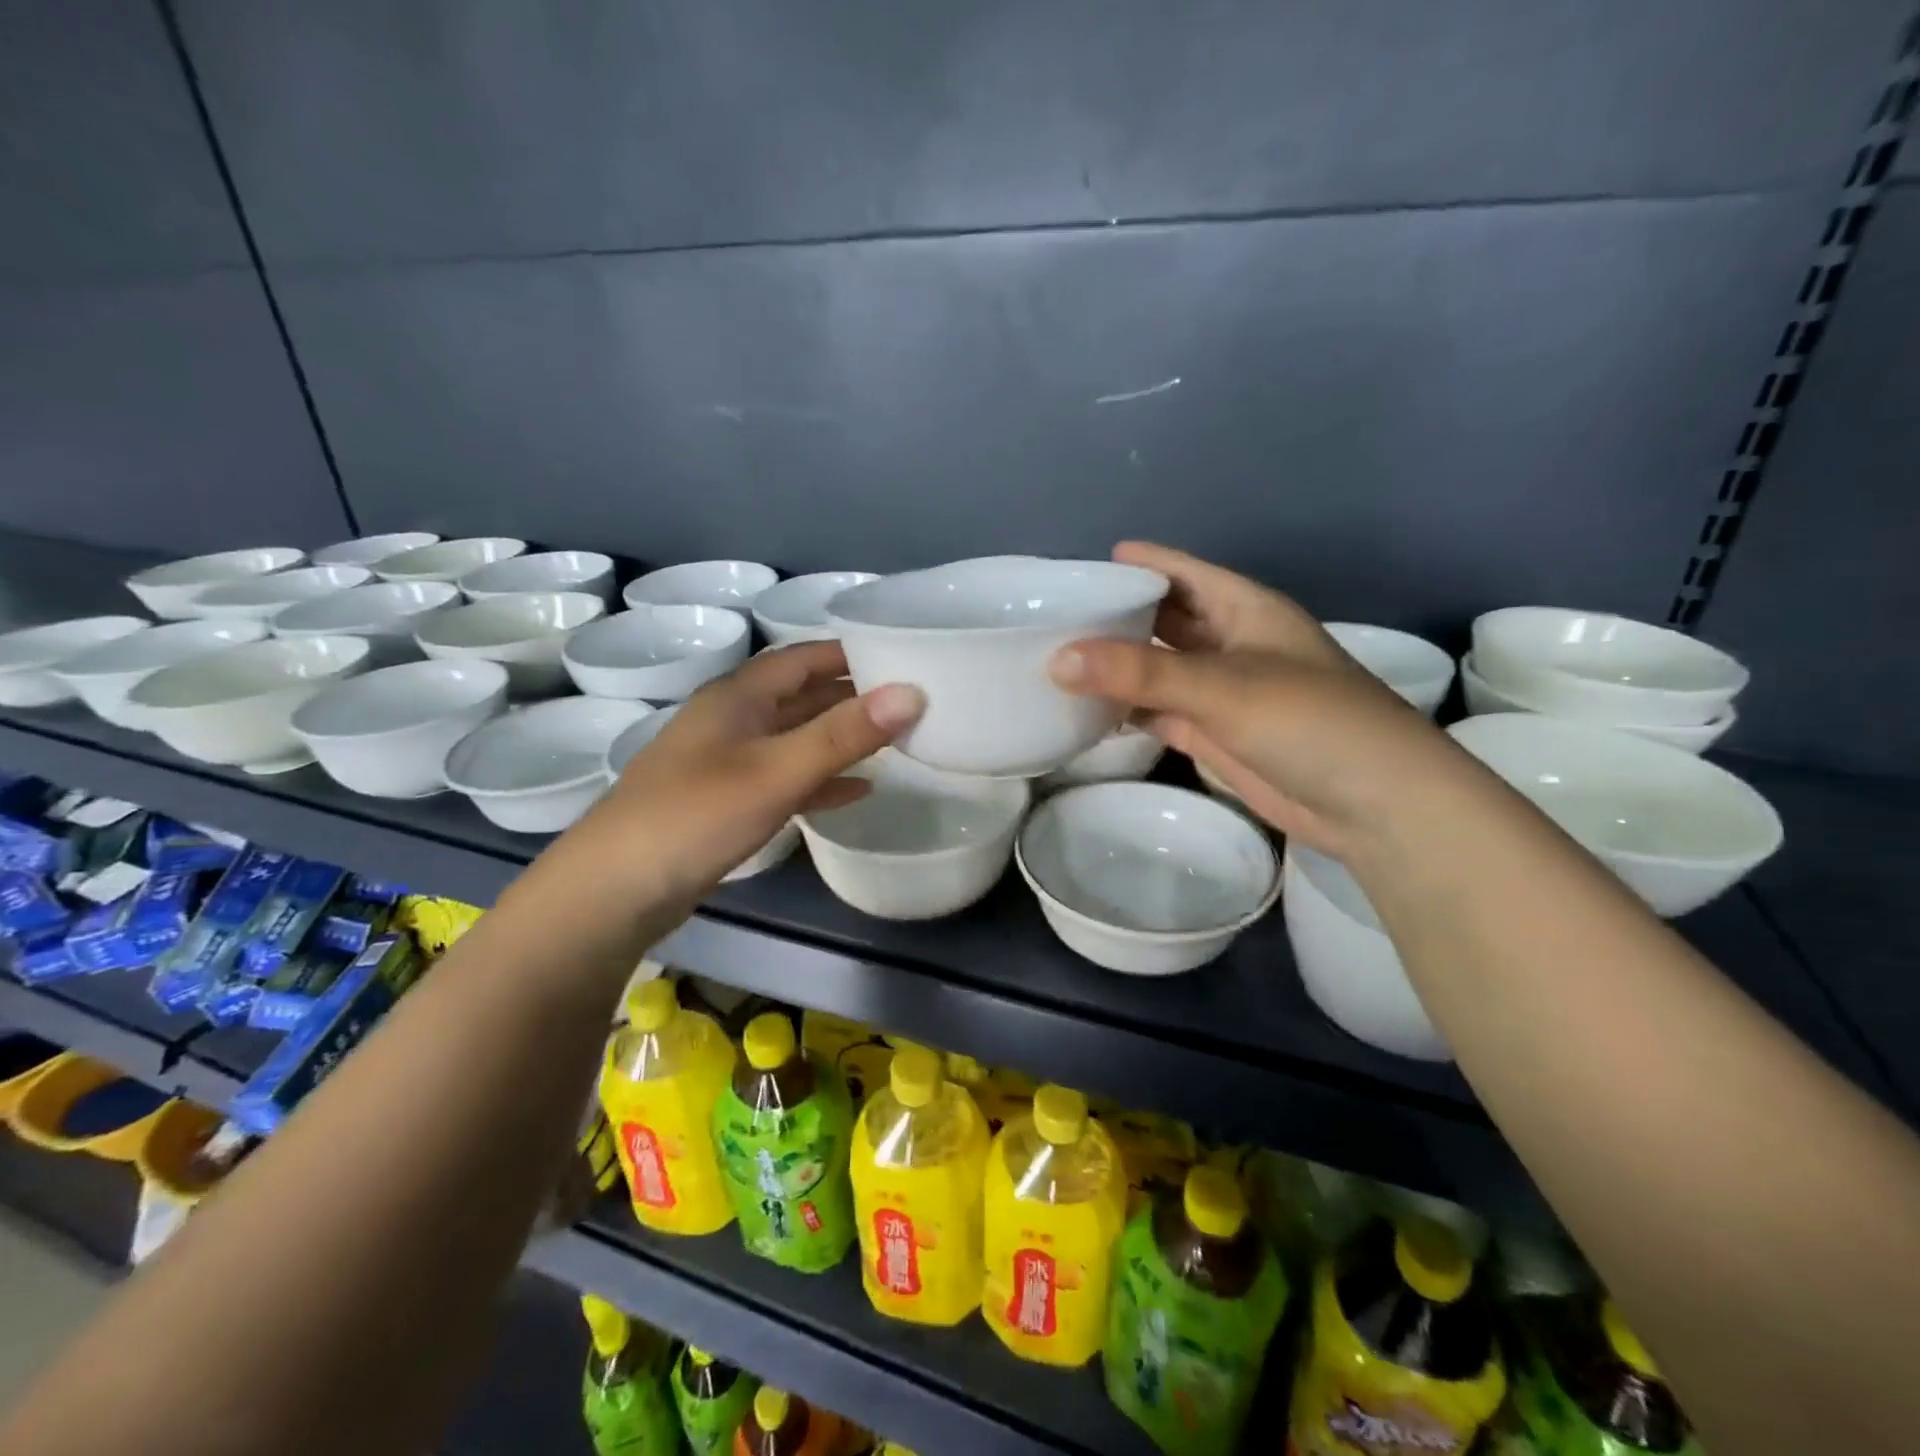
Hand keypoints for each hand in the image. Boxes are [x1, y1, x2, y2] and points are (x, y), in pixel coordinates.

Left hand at [592, 641, 922, 900]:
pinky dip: (821, 779)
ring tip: (895, 740)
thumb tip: (912, 693)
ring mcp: (727, 762)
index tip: (902, 656)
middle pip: (802, 695)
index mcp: (738, 696)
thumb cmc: (696, 815)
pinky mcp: (727, 801)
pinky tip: (857, 791)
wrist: (616, 890)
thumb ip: (843, 734)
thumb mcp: (776, 771)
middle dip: (853, 695)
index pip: (803, 657)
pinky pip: (785, 777)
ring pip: (795, 737)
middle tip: (910, 701)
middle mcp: (733, 719)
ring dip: (840, 738)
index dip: (850, 653)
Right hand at [1052, 544, 1462, 858]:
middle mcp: (1230, 643)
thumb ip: (1141, 672)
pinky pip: (1159, 711)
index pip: (1181, 573)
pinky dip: (1126, 710)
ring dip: (1117, 666)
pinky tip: (1086, 709)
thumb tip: (1057, 658)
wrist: (1374, 805)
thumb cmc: (1310, 721)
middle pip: (1165, 619)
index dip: (1138, 564)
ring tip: (1056, 660)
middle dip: (1117, 616)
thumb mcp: (1223, 686)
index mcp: (1244, 609)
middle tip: (1055, 616)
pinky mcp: (1214, 734)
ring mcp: (1221, 692)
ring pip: (1158, 668)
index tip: (1080, 568)